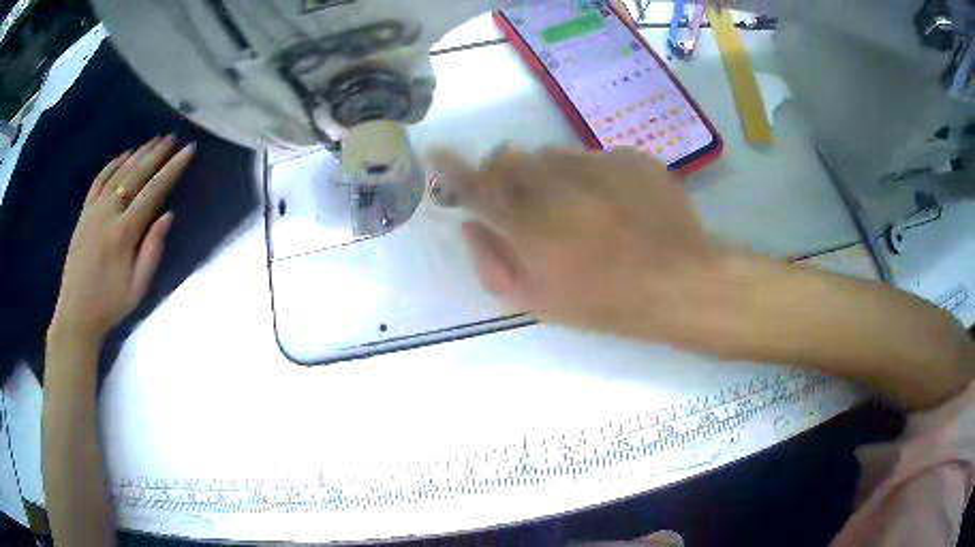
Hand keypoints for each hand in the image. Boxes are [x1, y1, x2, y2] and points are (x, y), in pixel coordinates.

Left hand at [49, 136, 194, 347]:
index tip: (188, 151)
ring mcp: (94, 211)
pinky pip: (99, 180)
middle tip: (173, 137)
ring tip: (154, 140)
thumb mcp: (137, 287)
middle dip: (157, 154)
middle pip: (136, 175)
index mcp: (125, 232)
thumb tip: (168, 216)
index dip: (172, 169)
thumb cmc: (110, 305)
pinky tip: (124, 154)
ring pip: (118, 172)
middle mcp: (109, 213)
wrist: (76, 314)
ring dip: (138, 154)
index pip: (154, 191)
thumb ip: (153, 251)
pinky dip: (113, 164)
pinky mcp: (84, 214)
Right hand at [433, 147, 719, 342]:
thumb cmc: (608, 303)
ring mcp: (597, 165)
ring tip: (580, 207)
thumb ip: (494, 263)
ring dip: (551, 174)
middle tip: (522, 197)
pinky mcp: (630, 157)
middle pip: (510, 158)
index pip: (475, 187)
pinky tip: (616, 203)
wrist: (682, 281)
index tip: (438, 152)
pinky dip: (593, 175)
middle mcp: (558, 185)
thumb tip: (471, 227)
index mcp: (530, 226)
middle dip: (504, 171)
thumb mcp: (540, 302)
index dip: (452, 168)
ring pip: (553, 154)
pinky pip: (595, 157)